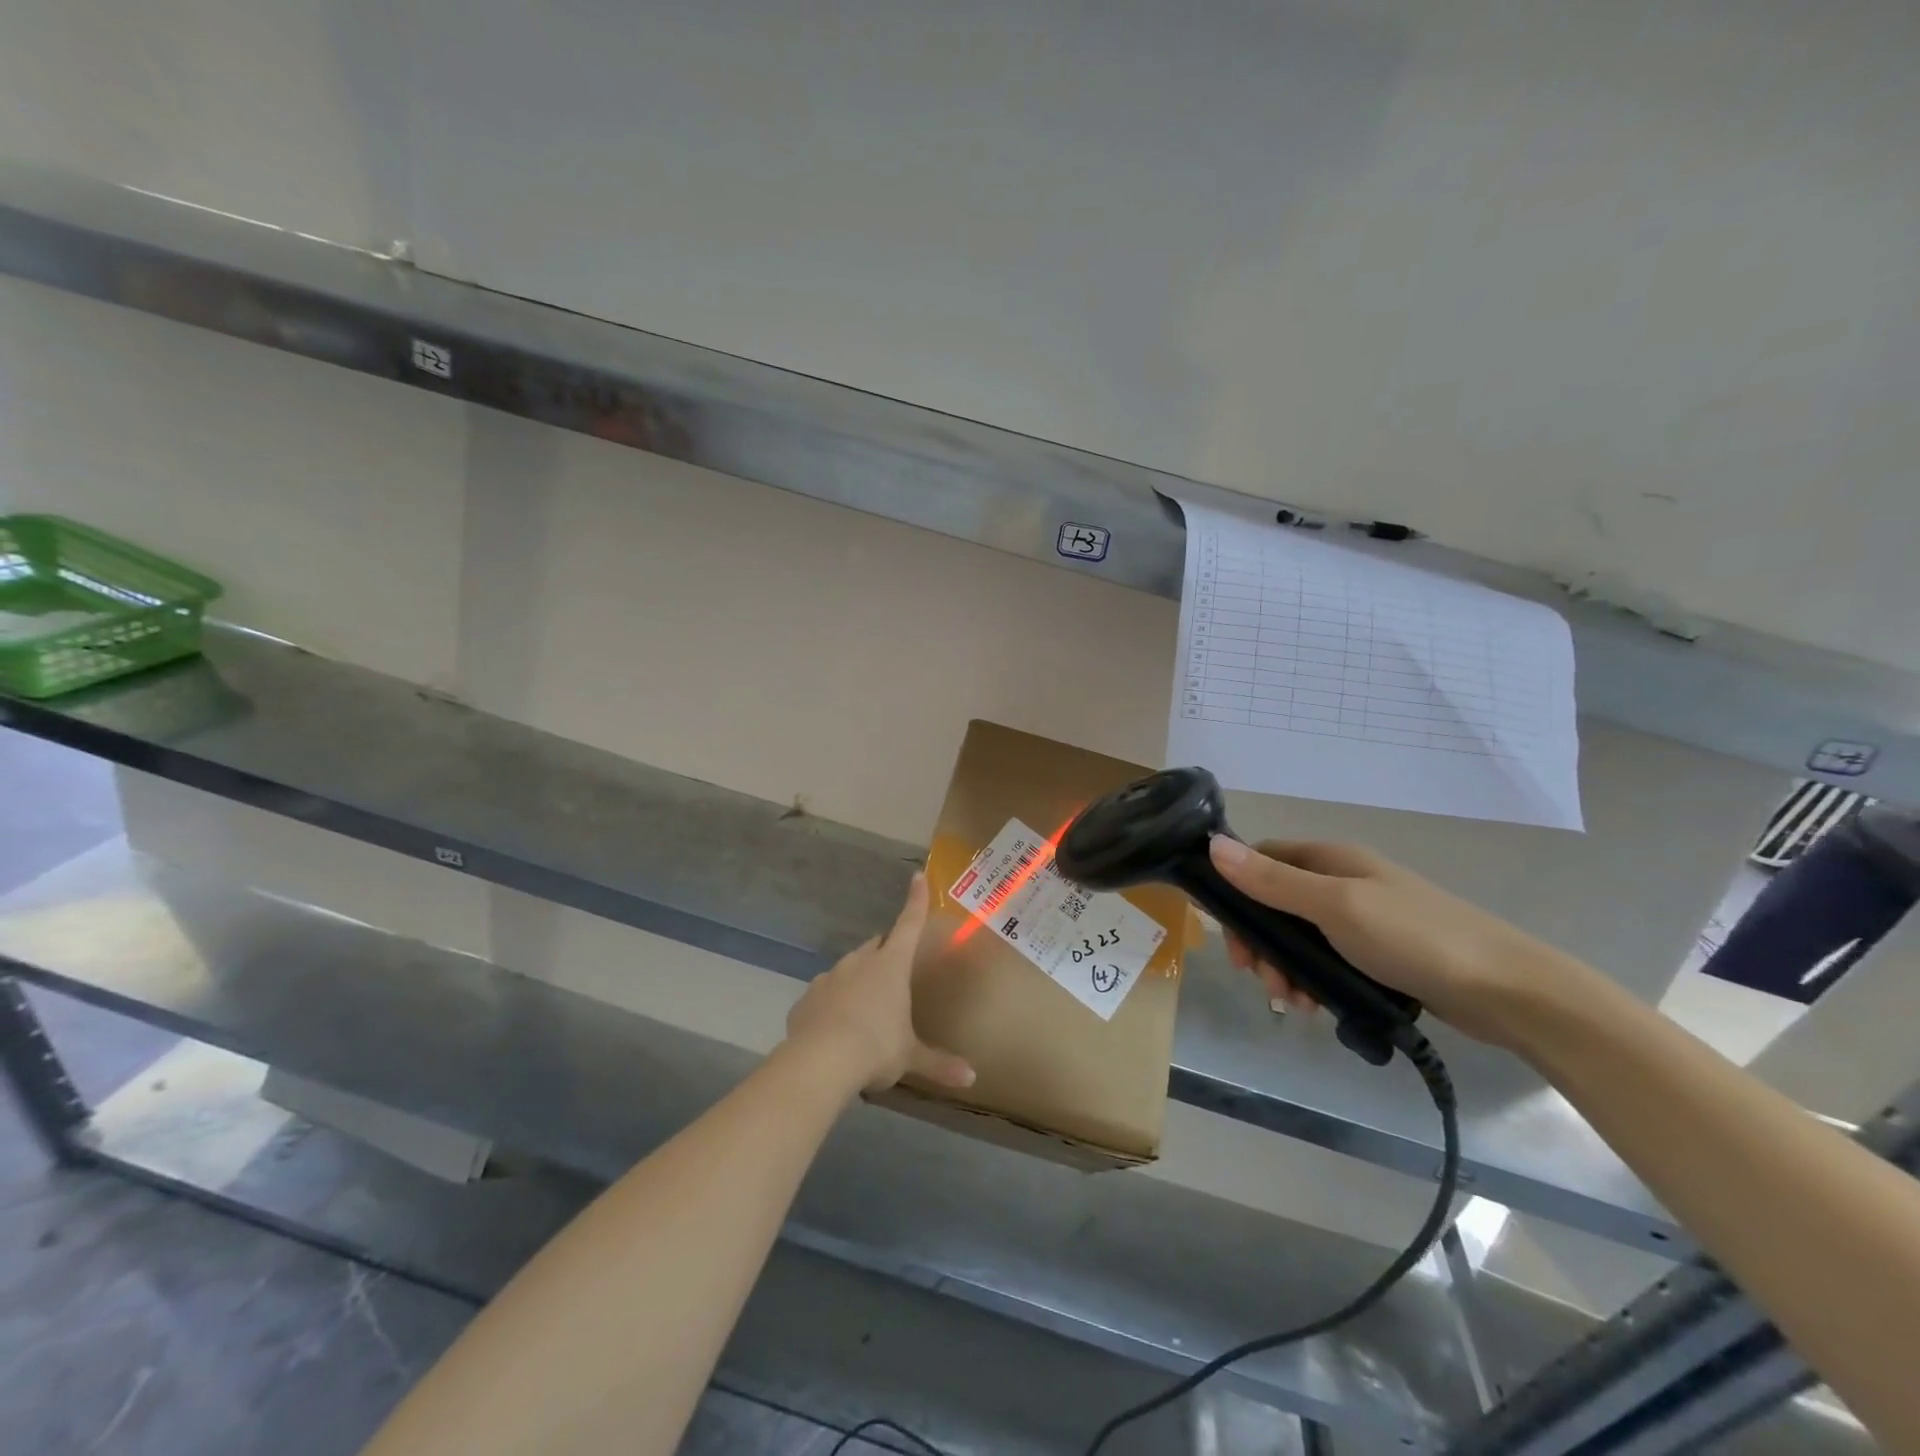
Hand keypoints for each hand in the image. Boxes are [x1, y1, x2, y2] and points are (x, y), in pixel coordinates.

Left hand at [784, 873, 975, 1092]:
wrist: (819, 1062)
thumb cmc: (875, 1048)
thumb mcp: (910, 1057)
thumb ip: (939, 1064)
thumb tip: (972, 1079)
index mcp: (891, 965)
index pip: (909, 924)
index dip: (916, 900)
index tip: (917, 876)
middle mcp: (859, 962)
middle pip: (876, 947)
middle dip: (885, 955)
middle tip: (893, 976)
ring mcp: (829, 977)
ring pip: (848, 970)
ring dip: (857, 981)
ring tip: (864, 1011)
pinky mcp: (806, 999)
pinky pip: (824, 995)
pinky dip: (832, 1004)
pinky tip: (834, 1029)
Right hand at [1208, 836, 1580, 1048]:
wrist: (1509, 991)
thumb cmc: (1414, 938)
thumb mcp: (1335, 906)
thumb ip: (1272, 881)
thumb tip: (1212, 845)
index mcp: (1330, 859)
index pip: (1262, 859)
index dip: (1236, 890)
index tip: (1228, 934)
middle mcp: (1342, 882)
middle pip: (1276, 904)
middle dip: (1260, 941)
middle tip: (1260, 978)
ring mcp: (1363, 919)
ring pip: (1300, 938)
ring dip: (1285, 968)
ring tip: (1293, 1003)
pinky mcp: (1379, 955)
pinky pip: (1327, 962)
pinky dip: (1314, 981)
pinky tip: (1317, 1008)